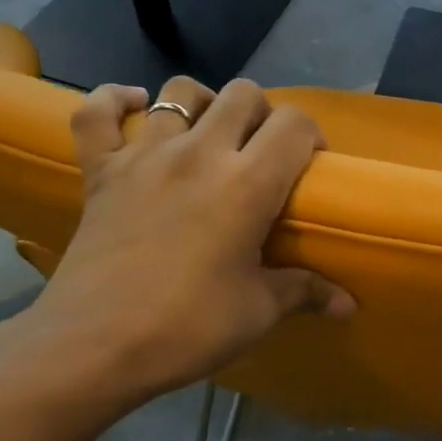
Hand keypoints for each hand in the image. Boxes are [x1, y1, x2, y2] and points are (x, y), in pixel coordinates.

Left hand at [4, 76, 353, 415]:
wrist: (93, 348)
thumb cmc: (187, 327)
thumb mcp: (257, 311)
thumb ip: (306, 292)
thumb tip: (348, 304)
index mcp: (247, 183)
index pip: (294, 125)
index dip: (311, 134)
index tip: (310, 163)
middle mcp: (199, 154)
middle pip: (242, 95)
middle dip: (263, 114)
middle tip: (262, 152)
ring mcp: (143, 156)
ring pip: (178, 92)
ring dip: (204, 103)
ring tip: (209, 132)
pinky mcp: (100, 171)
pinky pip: (96, 113)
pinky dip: (114, 100)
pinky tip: (134, 106)